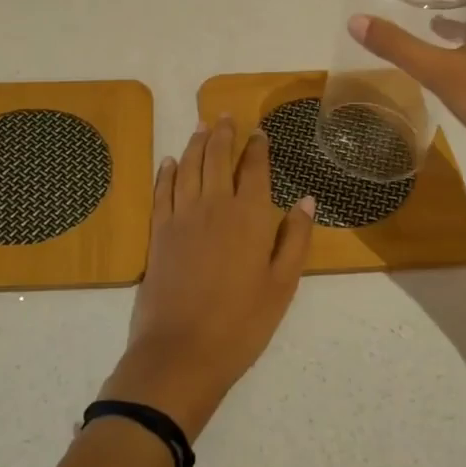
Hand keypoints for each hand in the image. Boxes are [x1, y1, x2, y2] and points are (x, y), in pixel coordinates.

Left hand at [100, 117, 314, 437]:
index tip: (259, 132)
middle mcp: (214, 205)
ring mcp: (182, 216)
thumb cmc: (242, 323)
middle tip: (226, 115)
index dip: (257, 147)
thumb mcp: (282, 286)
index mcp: (249, 216)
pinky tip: (170, 161)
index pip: (255, 169)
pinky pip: (162, 190)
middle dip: (223, 133)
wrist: (182, 351)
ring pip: (189, 166)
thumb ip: (296, 239)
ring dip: (196, 143)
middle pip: (218, 157)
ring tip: (202, 125)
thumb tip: (307, 200)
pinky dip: (167, 172)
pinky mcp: (158, 232)